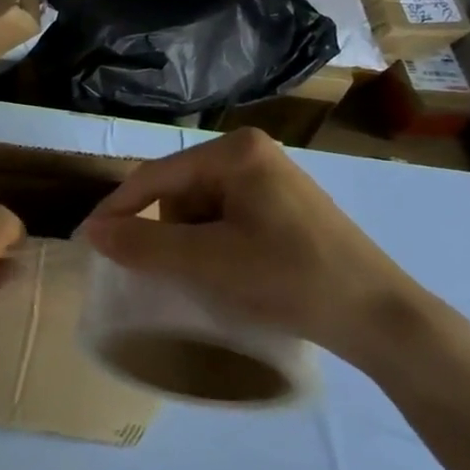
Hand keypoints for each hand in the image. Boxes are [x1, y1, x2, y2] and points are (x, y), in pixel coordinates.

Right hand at [80, 129, 440, 371]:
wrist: (380, 318)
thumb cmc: (290, 278)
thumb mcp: (207, 262)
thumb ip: (143, 243)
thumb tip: (91, 231)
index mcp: (235, 152)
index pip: (156, 176)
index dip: (118, 208)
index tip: (90, 241)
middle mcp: (252, 153)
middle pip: (178, 190)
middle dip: (163, 231)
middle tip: (160, 272)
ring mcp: (272, 178)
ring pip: (200, 207)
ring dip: (188, 242)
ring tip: (203, 278)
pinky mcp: (284, 205)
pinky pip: (226, 218)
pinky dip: (213, 244)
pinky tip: (228, 274)